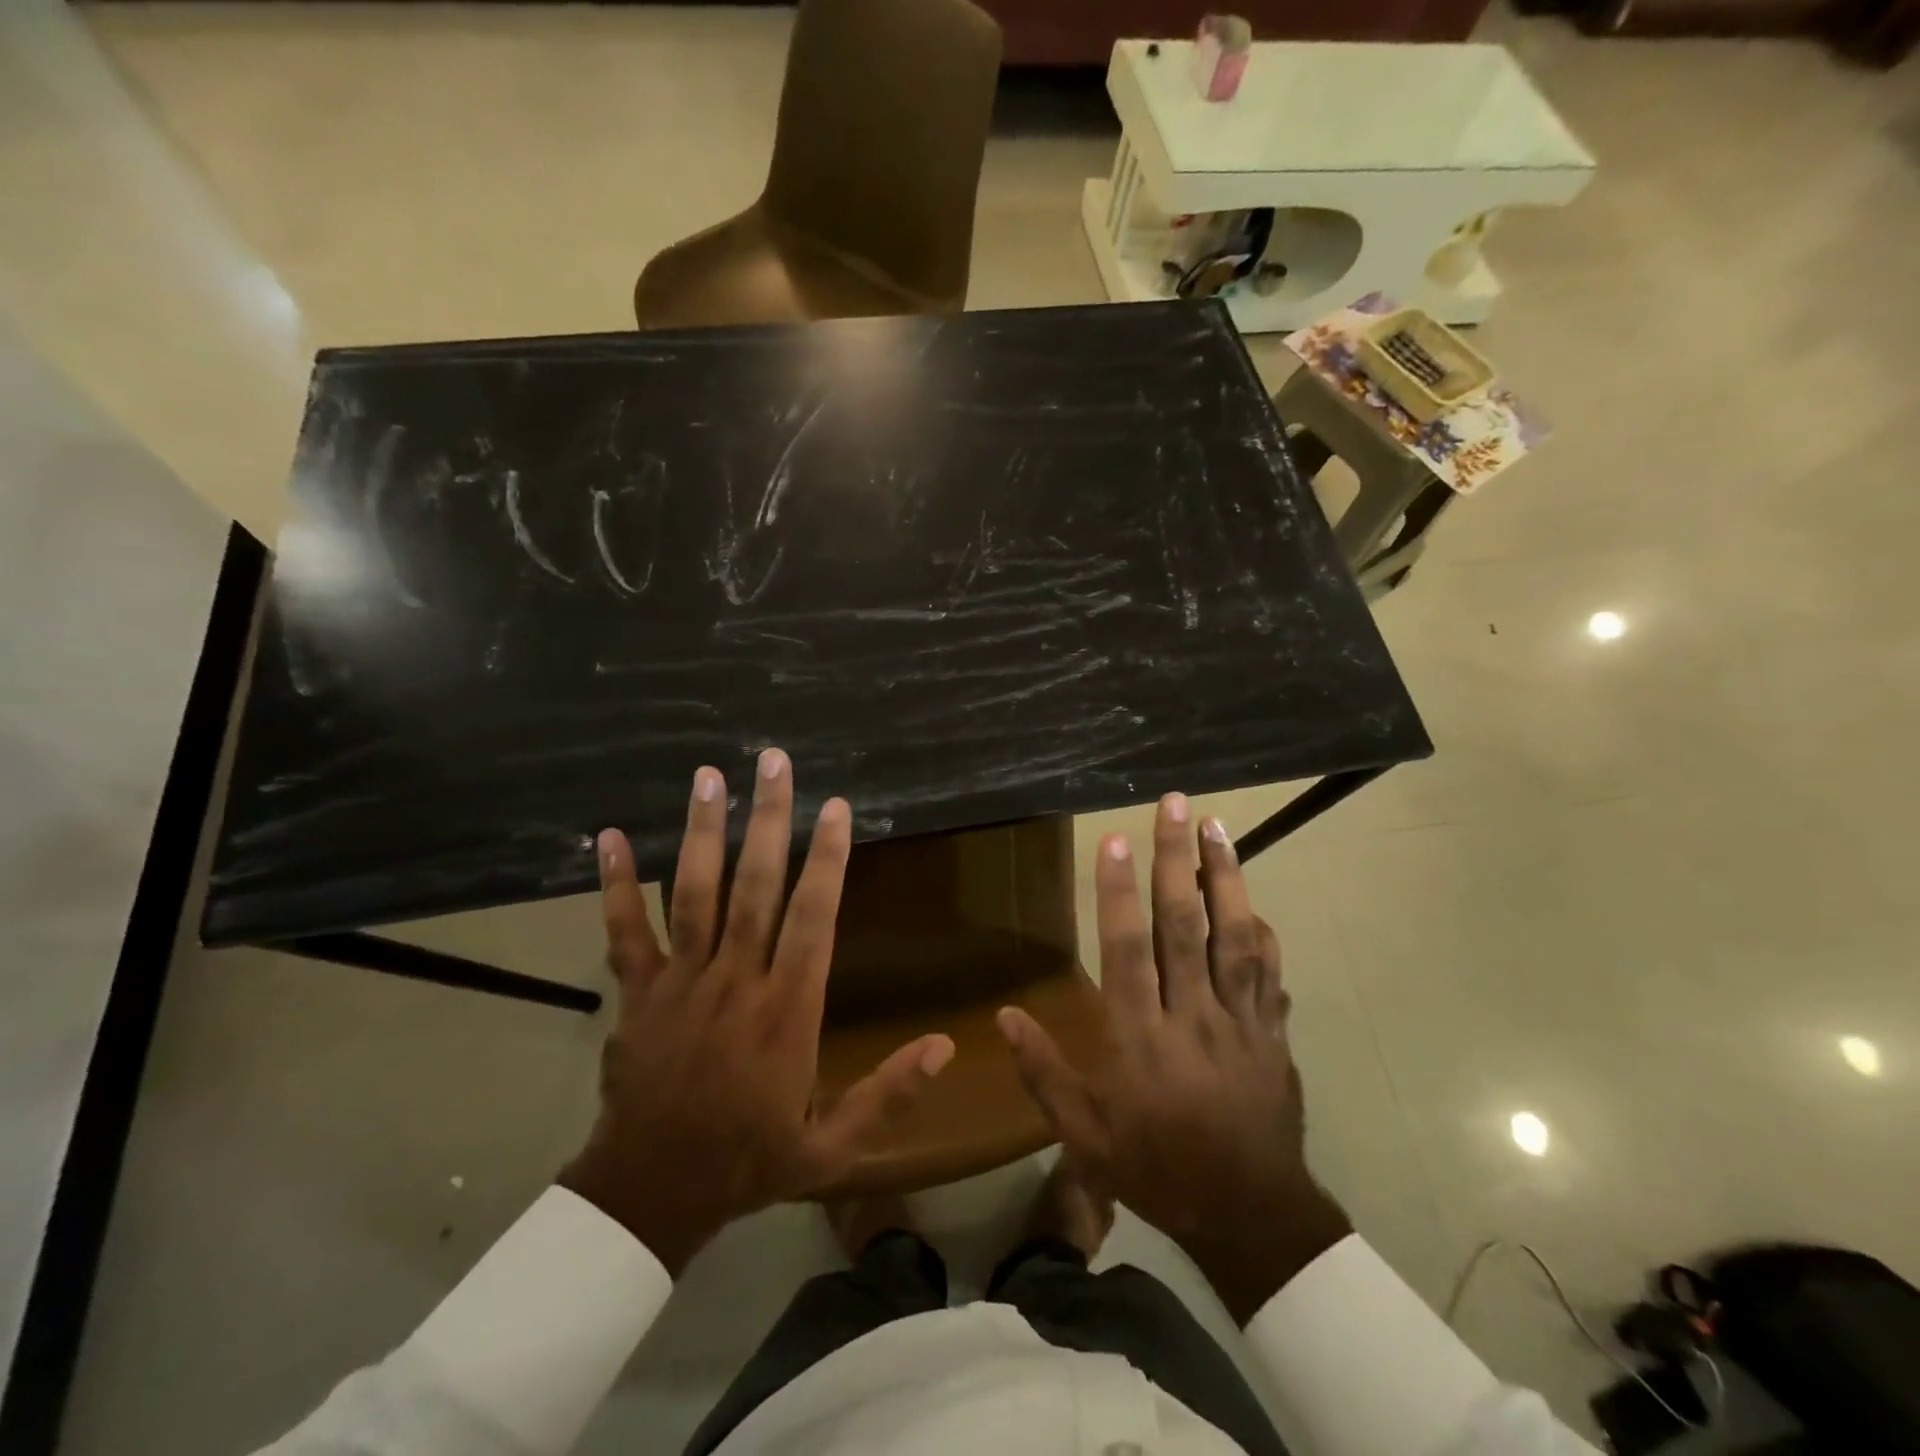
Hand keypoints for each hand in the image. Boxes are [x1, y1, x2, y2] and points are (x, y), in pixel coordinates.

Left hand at [559, 750, 954, 1273]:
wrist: (651, 1194)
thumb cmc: (749, 1160)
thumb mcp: (832, 1146)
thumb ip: (889, 1094)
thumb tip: (945, 1046)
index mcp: (787, 1010)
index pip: (813, 918)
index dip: (827, 859)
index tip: (836, 807)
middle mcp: (736, 981)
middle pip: (755, 887)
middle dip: (768, 820)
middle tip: (774, 762)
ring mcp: (681, 982)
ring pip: (694, 894)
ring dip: (703, 833)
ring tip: (710, 777)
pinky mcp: (637, 993)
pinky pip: (624, 932)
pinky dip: (615, 885)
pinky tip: (606, 837)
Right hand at [996, 794, 1350, 1322]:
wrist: (1248, 1215)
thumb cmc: (1155, 1168)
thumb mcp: (1084, 1135)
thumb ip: (1044, 1072)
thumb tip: (1005, 1016)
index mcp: (1139, 1039)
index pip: (1127, 950)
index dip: (1119, 893)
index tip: (1116, 840)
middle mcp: (1191, 1017)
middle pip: (1184, 926)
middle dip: (1176, 860)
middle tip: (1174, 805)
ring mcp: (1240, 1022)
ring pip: (1234, 937)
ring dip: (1226, 876)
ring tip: (1217, 826)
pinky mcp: (1272, 1033)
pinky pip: (1269, 972)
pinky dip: (1260, 931)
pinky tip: (1251, 900)